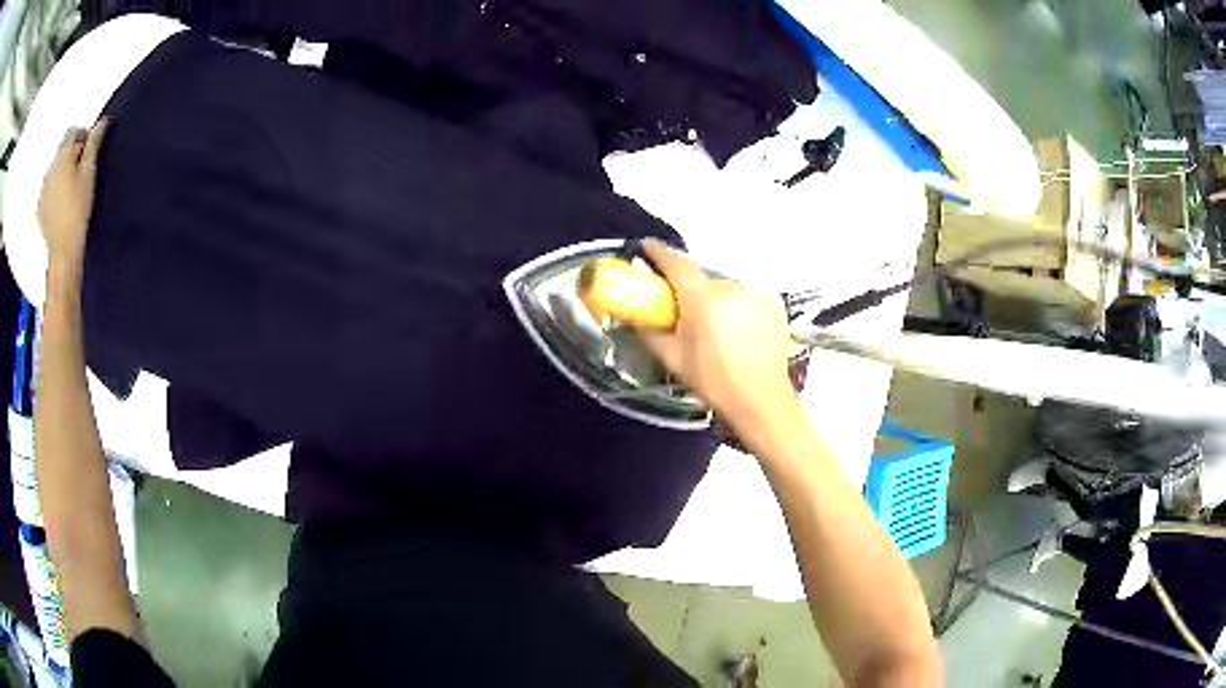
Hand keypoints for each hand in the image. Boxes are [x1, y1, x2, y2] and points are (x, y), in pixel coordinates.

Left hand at [38, 119, 108, 277]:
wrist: (62, 251)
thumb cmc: (78, 209)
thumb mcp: (89, 172)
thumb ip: (94, 143)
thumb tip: (102, 122)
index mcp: (63, 156)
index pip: (73, 132)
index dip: (83, 135)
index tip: (90, 146)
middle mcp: (51, 168)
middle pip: (62, 149)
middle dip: (72, 152)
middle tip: (82, 166)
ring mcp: (43, 189)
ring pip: (55, 168)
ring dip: (62, 170)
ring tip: (71, 185)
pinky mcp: (40, 207)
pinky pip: (48, 188)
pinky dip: (55, 188)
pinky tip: (61, 201)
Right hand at [637, 240, 798, 432]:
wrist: (760, 400)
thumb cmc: (714, 381)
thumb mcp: (673, 359)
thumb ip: (650, 332)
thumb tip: (635, 317)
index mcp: (703, 300)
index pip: (677, 264)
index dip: (659, 254)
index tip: (647, 249)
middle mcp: (731, 288)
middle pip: (702, 279)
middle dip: (691, 290)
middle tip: (684, 310)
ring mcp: (755, 293)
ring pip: (725, 288)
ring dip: (716, 300)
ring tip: (716, 328)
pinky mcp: (773, 301)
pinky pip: (746, 295)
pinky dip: (738, 306)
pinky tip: (739, 329)